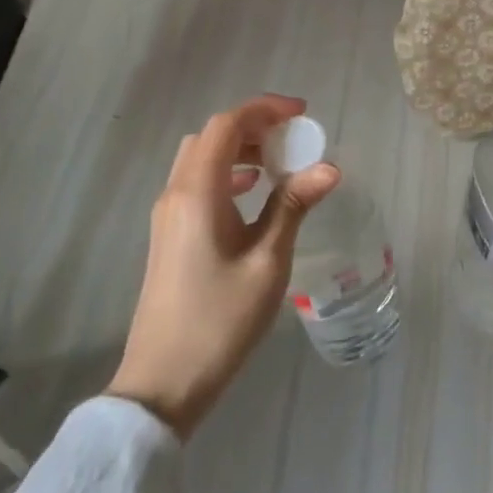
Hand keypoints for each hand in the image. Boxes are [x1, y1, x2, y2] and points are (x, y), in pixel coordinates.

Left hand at [107, 94, 338, 438]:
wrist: (163, 382)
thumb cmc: (220, 320)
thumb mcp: (267, 261)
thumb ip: (293, 206)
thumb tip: (328, 167)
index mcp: (197, 193)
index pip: (227, 125)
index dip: (264, 110)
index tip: (302, 114)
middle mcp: (176, 194)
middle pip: (211, 137)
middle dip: (253, 127)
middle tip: (293, 140)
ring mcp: (167, 215)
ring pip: (201, 159)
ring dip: (239, 151)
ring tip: (278, 166)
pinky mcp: (169, 235)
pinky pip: (197, 183)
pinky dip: (227, 174)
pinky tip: (252, 196)